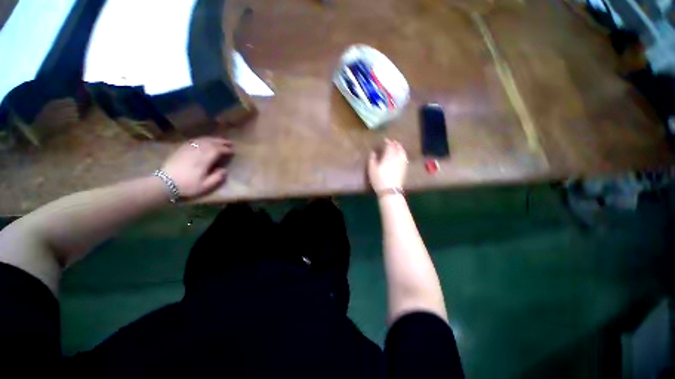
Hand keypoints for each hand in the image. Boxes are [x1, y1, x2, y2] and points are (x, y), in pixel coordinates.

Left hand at [161, 137, 233, 198]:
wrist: (165, 183)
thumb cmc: (187, 185)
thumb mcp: (205, 186)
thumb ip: (217, 178)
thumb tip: (224, 170)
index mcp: (204, 160)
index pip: (217, 150)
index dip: (226, 150)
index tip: (233, 151)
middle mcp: (197, 151)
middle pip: (211, 142)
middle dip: (221, 142)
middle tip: (230, 143)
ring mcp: (188, 149)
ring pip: (203, 140)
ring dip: (213, 139)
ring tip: (220, 140)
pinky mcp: (182, 149)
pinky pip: (194, 140)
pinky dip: (202, 139)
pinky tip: (205, 140)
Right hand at [368, 139, 407, 191]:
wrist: (390, 190)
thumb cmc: (379, 178)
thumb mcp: (372, 168)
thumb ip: (372, 159)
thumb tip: (373, 152)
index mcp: (389, 156)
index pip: (389, 146)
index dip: (387, 142)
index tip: (385, 140)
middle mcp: (397, 158)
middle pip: (397, 148)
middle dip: (395, 144)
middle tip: (393, 142)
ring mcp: (401, 163)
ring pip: (403, 153)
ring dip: (400, 148)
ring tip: (398, 146)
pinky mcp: (404, 169)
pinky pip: (405, 158)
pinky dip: (403, 154)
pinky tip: (402, 155)